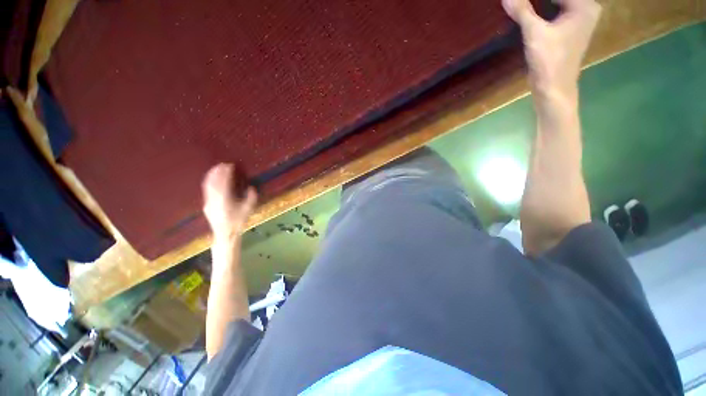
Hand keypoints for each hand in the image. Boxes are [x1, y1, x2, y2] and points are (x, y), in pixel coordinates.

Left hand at [202, 163, 256, 239]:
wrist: (225, 234)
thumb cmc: (238, 222)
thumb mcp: (248, 209)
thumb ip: (251, 197)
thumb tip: (251, 187)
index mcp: (224, 199)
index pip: (224, 182)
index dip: (226, 173)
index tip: (230, 165)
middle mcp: (214, 199)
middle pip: (213, 182)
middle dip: (217, 171)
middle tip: (223, 164)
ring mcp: (208, 201)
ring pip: (208, 185)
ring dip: (212, 175)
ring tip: (217, 168)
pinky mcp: (206, 204)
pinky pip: (206, 189)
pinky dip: (209, 181)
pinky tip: (212, 179)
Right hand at [503, 0, 600, 100]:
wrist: (553, 88)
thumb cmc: (550, 60)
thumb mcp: (535, 33)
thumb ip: (522, 11)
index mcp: (585, 6)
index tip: (521, 1)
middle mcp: (586, 10)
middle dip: (540, 1)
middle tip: (520, 2)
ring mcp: (579, 22)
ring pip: (558, 4)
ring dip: (541, 4)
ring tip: (524, 5)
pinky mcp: (570, 32)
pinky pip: (557, 13)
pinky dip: (545, 11)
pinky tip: (531, 12)